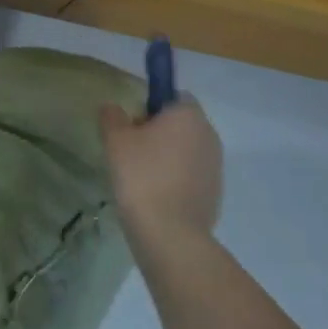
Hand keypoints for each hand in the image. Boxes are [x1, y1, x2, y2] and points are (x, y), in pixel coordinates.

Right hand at [99, 97, 223, 252]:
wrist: (169, 233)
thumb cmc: (141, 175)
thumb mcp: (115, 139)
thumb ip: (112, 116)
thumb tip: (113, 108)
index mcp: (188, 115)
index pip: (173, 95)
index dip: (151, 105)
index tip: (132, 124)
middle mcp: (209, 135)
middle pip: (180, 122)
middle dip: (158, 131)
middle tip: (130, 149)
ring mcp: (215, 165)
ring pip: (186, 149)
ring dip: (167, 155)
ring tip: (141, 175)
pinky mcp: (215, 192)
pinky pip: (191, 174)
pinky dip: (175, 178)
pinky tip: (155, 194)